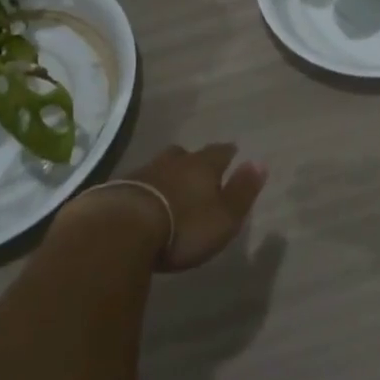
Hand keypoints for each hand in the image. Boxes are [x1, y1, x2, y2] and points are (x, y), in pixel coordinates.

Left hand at [99, 143, 268, 272]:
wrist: (123, 228)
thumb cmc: (183, 226)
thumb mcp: (223, 217)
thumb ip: (242, 191)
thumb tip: (261, 163)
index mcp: (202, 166)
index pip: (220, 153)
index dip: (227, 153)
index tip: (232, 151)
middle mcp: (174, 162)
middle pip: (186, 155)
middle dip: (192, 161)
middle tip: (197, 168)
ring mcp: (144, 172)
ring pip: (160, 167)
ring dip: (166, 174)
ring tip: (169, 186)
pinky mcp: (119, 189)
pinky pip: (137, 183)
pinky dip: (144, 189)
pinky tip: (142, 201)